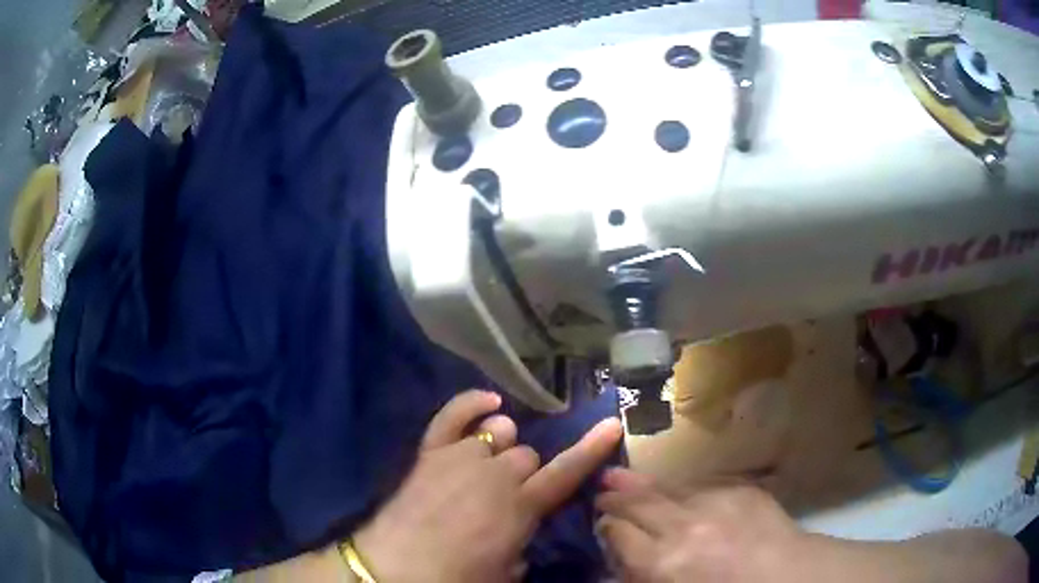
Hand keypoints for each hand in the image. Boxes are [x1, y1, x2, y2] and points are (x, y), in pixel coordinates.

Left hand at [354, 390, 622, 582]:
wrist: (394, 570)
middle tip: (510, 498)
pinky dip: (471, 405)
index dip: (591, 449)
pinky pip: (452, 415)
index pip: (565, 473)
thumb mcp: (505, 574)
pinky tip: (488, 403)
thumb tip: (520, 533)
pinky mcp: (430, 453)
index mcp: (520, 508)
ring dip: (501, 448)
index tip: (612, 424)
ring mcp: (461, 457)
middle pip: (528, 454)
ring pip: (499, 433)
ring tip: (489, 466)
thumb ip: (522, 547)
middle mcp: (495, 474)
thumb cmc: (456, 579)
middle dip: (526, 474)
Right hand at [596, 468, 802, 582]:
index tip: (600, 524)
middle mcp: (682, 526)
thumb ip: (641, 576)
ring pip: (666, 487)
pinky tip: (674, 487)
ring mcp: (714, 502)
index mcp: (661, 562)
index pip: (617, 532)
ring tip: (619, 476)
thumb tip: (617, 562)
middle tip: (600, 490)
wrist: (788, 579)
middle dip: (615, 497)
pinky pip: (702, 484)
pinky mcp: (740, 489)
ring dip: (642, 484)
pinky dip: (682, 487)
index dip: (605, 526)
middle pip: (636, 503)